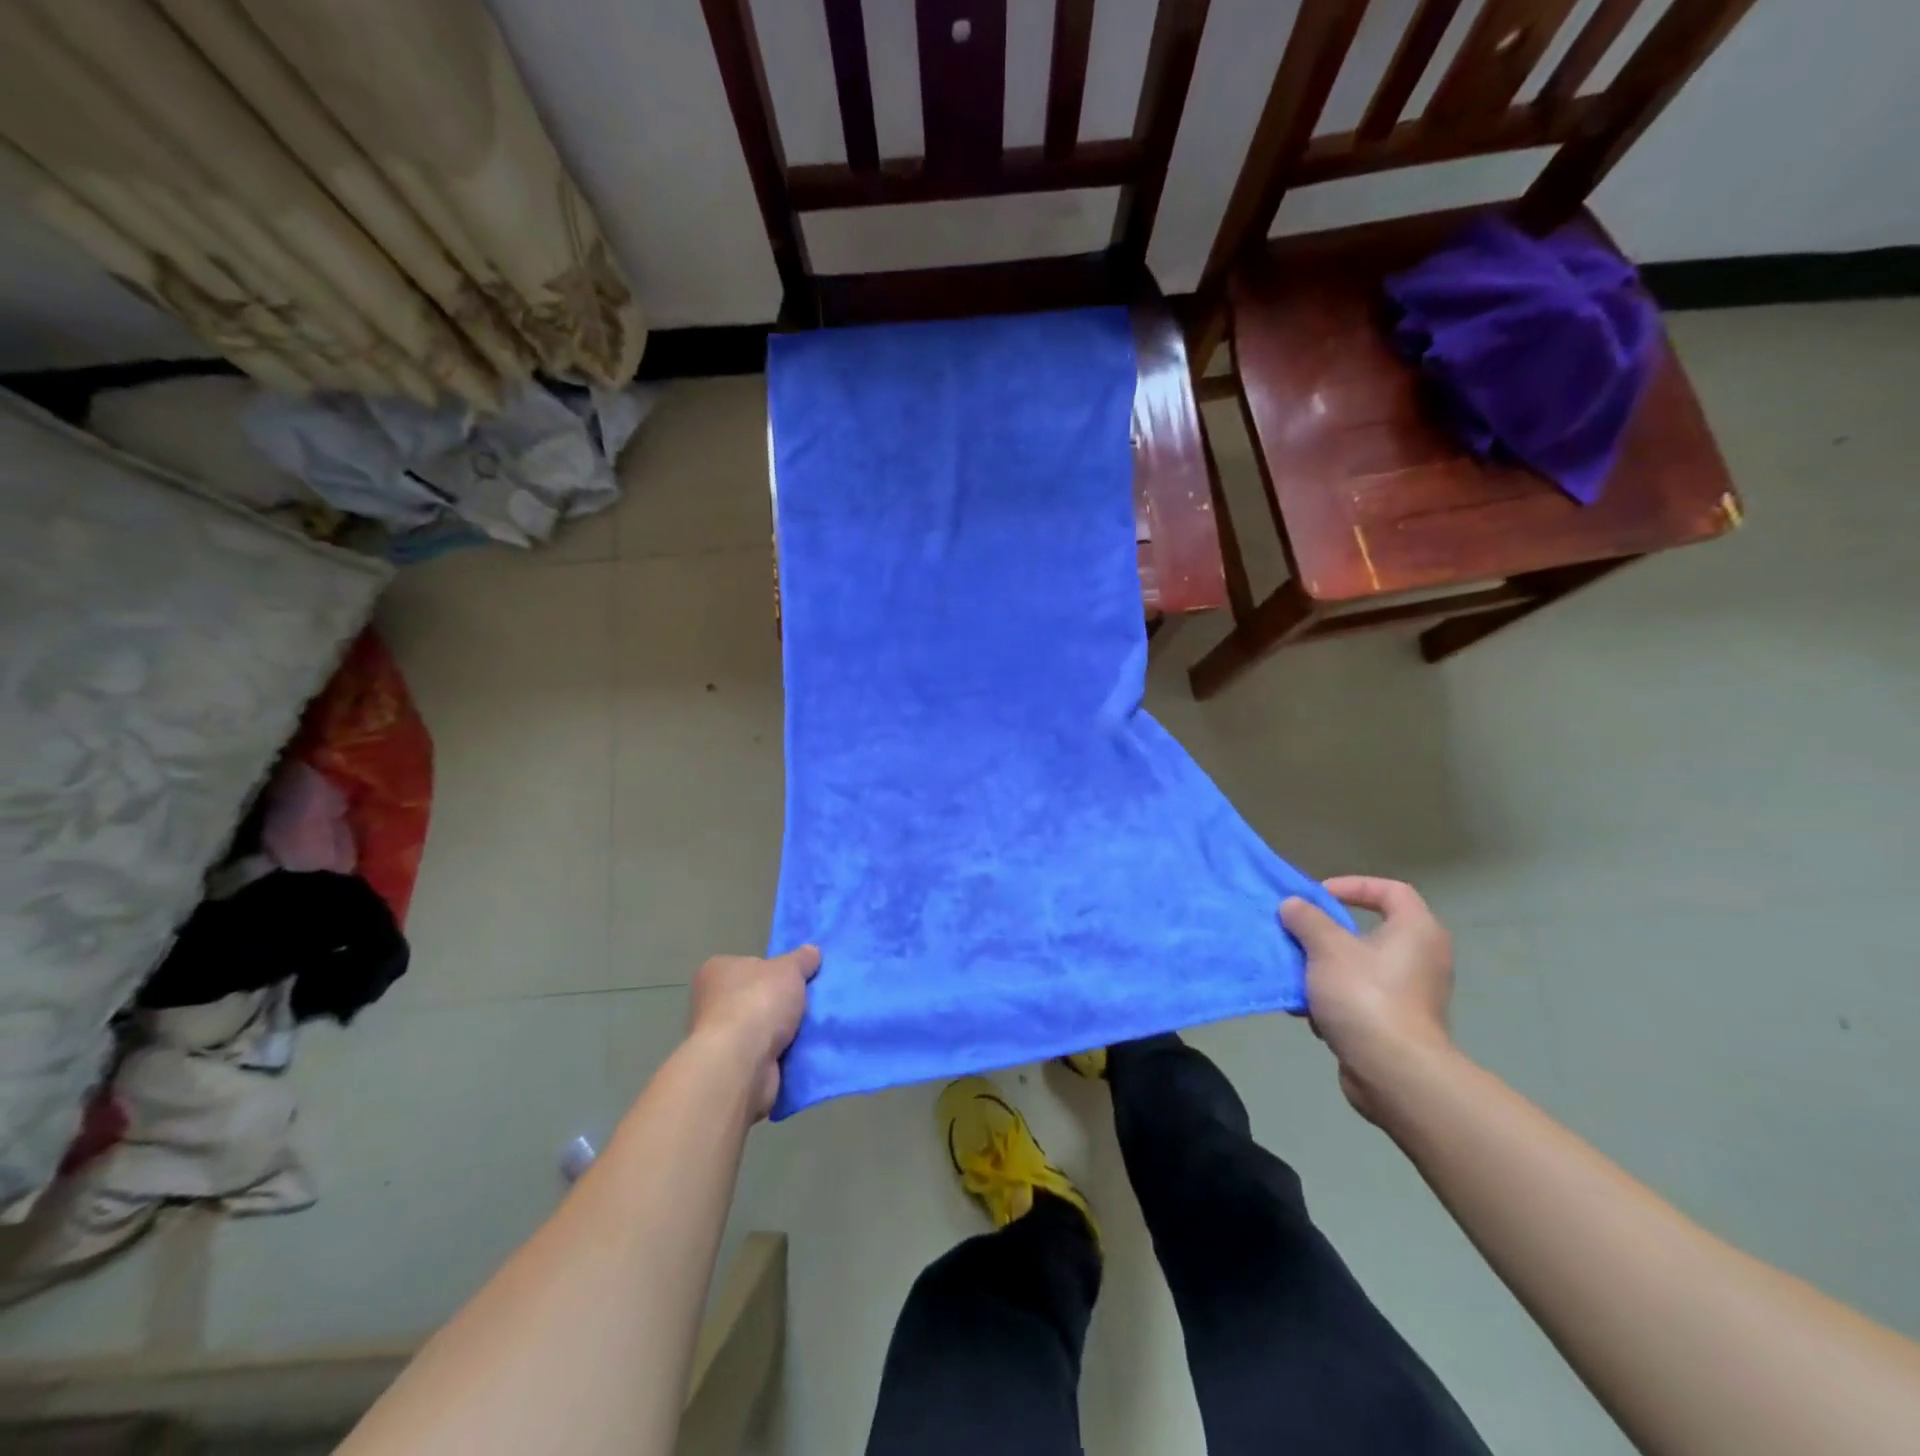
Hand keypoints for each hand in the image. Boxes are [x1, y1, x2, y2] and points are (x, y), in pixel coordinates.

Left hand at [688, 945, 821, 1119]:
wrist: (741, 1063)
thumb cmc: (758, 1002)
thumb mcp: (789, 969)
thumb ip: (801, 959)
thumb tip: (812, 951)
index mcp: (716, 971)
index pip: (748, 965)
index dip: (772, 970)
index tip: (794, 978)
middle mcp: (710, 1002)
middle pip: (755, 997)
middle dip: (779, 1003)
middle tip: (807, 1003)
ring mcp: (718, 1037)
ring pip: (760, 1028)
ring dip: (781, 1031)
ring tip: (811, 1027)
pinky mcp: (729, 1067)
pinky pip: (762, 1054)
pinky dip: (779, 1053)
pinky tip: (801, 1050)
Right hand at [1280, 878, 1454, 1120]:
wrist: (1394, 1072)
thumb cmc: (1365, 996)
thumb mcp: (1326, 947)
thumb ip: (1306, 919)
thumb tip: (1293, 905)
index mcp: (1416, 931)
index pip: (1391, 890)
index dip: (1353, 886)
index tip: (1318, 896)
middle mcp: (1421, 958)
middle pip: (1367, 931)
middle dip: (1326, 934)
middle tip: (1298, 934)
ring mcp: (1412, 994)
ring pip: (1358, 968)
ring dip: (1322, 969)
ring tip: (1295, 975)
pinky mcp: (1398, 1025)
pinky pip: (1359, 998)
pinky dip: (1332, 999)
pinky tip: (1307, 1011)